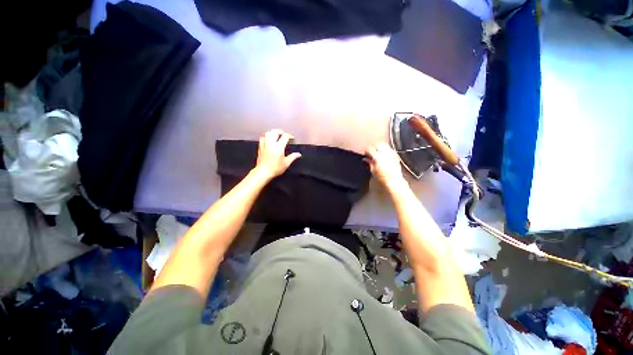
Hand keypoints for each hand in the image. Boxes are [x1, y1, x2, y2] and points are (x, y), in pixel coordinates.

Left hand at [254, 129, 300, 180]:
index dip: (289, 136)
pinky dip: (266, 137)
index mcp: (279, 147)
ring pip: (267, 133)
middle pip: (275, 132)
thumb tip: (299, 154)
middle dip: (280, 131)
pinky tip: (268, 140)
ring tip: (276, 136)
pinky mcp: (260, 147)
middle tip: (284, 135)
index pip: (285, 137)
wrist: (263, 172)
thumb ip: (292, 157)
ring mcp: (265, 145)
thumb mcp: (286, 163)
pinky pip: (262, 138)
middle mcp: (271, 144)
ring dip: (272, 133)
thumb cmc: (276, 168)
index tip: (292, 138)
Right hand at [365, 143, 407, 190]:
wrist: (394, 180)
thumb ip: (369, 162)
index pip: (370, 149)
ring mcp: (391, 153)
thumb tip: (365, 158)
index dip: (367, 151)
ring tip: (378, 152)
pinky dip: (386, 150)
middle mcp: (385, 153)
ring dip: (380, 147)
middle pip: (378, 144)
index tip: (366, 154)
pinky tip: (384, 155)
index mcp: (378, 157)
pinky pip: (390, 148)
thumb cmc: (382, 177)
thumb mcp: (373, 170)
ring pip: (384, 145)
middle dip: (374, 147)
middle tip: (371, 152)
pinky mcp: (396, 155)